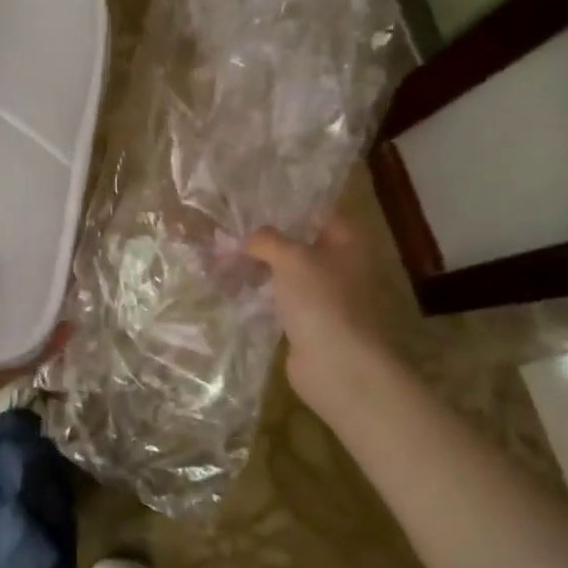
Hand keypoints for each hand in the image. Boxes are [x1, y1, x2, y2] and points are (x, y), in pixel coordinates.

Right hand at [245, 218, 397, 410]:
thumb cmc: (320, 299)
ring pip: (285, 274)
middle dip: (265, 241)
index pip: (318, 213)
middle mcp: (339, 266)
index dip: (288, 207)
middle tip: (228, 232)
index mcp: (346, 242)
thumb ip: (265, 240)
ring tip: (221, 259)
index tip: (254, 202)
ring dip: (258, 269)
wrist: (337, 365)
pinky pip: (279, 302)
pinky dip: (258, 297)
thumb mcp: (289, 257)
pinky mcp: (307, 323)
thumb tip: (246, 239)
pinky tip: (230, 290)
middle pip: (298, 244)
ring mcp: (324, 297)